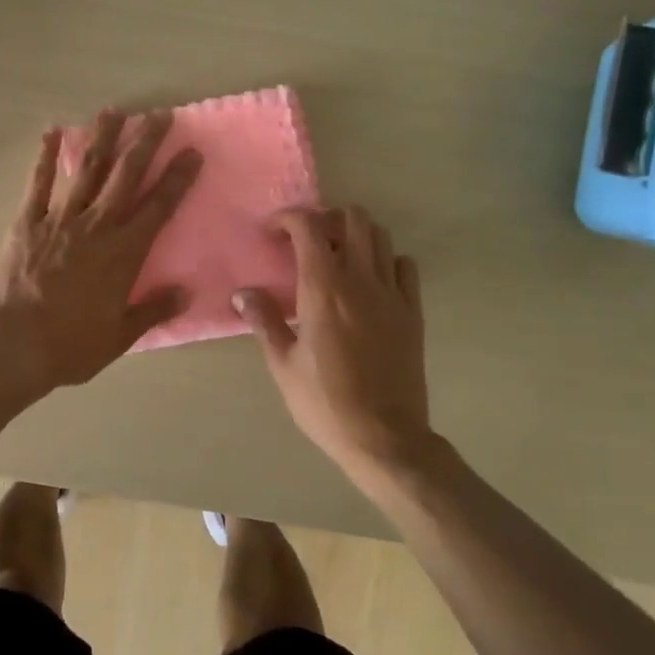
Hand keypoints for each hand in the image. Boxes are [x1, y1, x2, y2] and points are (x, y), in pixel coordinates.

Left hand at [0, 110, 201, 392]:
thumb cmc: (72, 344)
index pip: (159, 206)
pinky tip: (51, 132)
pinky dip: (45, 157)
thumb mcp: (121, 335)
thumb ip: (155, 309)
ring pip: (87, 170)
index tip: (192, 151)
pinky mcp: (28, 222)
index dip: (178, 178)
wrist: (14, 344)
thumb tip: (187, 291)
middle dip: (145, 143)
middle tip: (159, 115)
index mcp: (124, 252)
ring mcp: (60, 219)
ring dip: (102, 138)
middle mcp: (97, 226)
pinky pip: (38, 184)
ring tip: (114, 111)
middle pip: (126, 176)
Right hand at [234, 206, 433, 478]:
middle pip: (353, 217)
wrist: (384, 437)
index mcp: (324, 288)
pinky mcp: (412, 311)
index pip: (308, 226)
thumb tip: (242, 294)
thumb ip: (264, 320)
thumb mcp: (283, 364)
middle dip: (327, 218)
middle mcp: (361, 279)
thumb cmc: (325, 402)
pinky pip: (404, 266)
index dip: (289, 218)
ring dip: (356, 235)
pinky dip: (386, 260)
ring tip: (338, 256)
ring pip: (381, 236)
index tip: (274, 233)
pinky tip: (371, 281)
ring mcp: (392, 293)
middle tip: (309, 240)